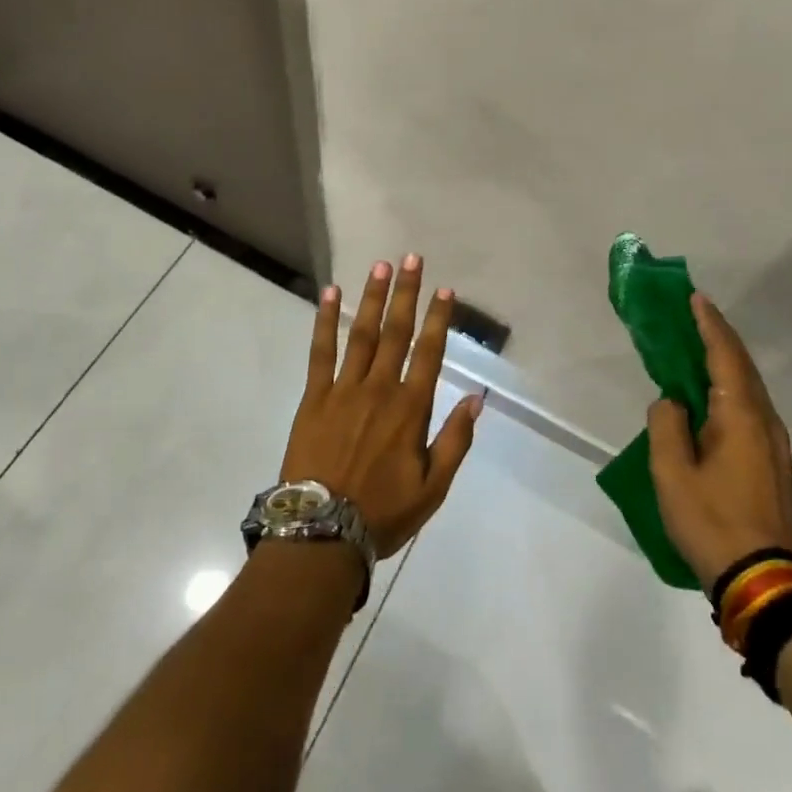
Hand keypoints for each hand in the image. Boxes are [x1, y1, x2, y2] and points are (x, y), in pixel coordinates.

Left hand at [280, 255, 484, 557]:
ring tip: (380, 266)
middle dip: (406, 293)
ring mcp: (344, 389)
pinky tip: (331, 294)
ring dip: (372, 298)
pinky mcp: (315, 396)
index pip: (429, 353)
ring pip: (362, 333)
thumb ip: (456, 440)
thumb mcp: (433, 488)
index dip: (438, 319)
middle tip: (411, 258)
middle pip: (396, 332)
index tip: (445, 289)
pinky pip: (321, 351)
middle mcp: (380, 389)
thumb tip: (477, 398)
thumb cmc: (382, 512)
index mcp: (410, 409)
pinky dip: (326, 321)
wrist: (322, 532)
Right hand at [647, 293, 791, 590]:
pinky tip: (710, 395)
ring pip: (748, 386)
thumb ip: (666, 426)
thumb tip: (671, 402)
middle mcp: (763, 421)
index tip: (693, 297)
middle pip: (741, 365)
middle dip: (717, 336)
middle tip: (691, 313)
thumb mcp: (672, 474)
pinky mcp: (771, 462)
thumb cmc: (713, 522)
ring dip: (723, 361)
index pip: (724, 355)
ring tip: (696, 346)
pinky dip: (728, 386)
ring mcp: (773, 443)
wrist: (765, 581)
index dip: (708, 323)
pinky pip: (748, 407)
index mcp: (740, 416)